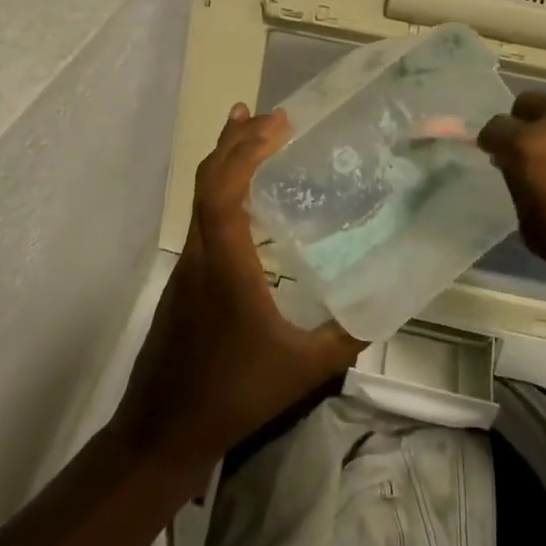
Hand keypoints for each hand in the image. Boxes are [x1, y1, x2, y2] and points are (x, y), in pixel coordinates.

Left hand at [111, 104, 364, 471]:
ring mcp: (187, 266)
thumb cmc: (233, 395)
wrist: (162, 430)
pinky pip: (202, 217)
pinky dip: (221, 190)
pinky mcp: (184, 280)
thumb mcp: (302, 369)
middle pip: (208, 180)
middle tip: (270, 115)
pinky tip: (243, 198)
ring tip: (252, 133)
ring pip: (200, 196)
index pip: (225, 189)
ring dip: (226, 160)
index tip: (278, 124)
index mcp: (226, 266)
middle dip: (236, 140)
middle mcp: (201, 254)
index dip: (246, 149)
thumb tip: (383, 308)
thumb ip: (345, 337)